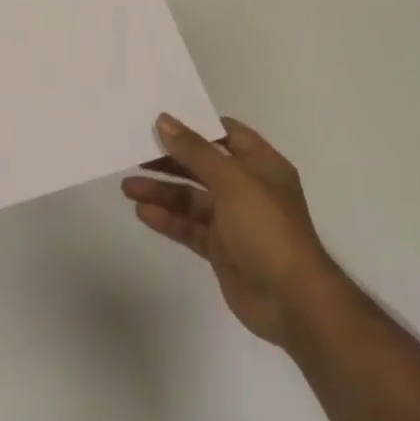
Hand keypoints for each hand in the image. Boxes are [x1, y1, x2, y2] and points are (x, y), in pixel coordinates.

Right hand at [123, 114, 341, 348]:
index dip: (196, 125)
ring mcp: (234, 220)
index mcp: (261, 165)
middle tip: (135, 152)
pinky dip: (168, 219)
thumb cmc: (267, 229)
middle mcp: (248, 188)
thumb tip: (165, 120)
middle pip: (204, 166)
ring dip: (162, 191)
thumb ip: (196, 151)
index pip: (227, 134)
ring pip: (192, 198)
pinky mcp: (221, 249)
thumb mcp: (232, 181)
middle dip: (171, 159)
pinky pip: (189, 227)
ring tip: (128, 187)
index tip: (162, 120)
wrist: (291, 300)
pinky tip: (143, 212)